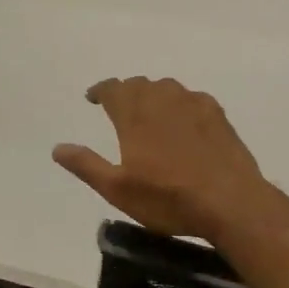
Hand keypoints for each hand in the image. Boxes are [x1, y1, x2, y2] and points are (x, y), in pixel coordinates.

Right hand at [53, 77, 269, 240]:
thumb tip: (58, 148)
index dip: (100, 91)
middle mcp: (162, 100)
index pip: (112, 89)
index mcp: (134, 115)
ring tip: (149, 112)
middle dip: (125, 92)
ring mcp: (193, 105)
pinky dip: (180, 103)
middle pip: (139, 84)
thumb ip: (86, 165)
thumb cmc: (167, 198)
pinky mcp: (218, 116)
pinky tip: (184, 120)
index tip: (92, 98)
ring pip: (167, 88)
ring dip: (153, 94)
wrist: (230, 202)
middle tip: (118, 107)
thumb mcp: (117, 189)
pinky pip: (192, 98)